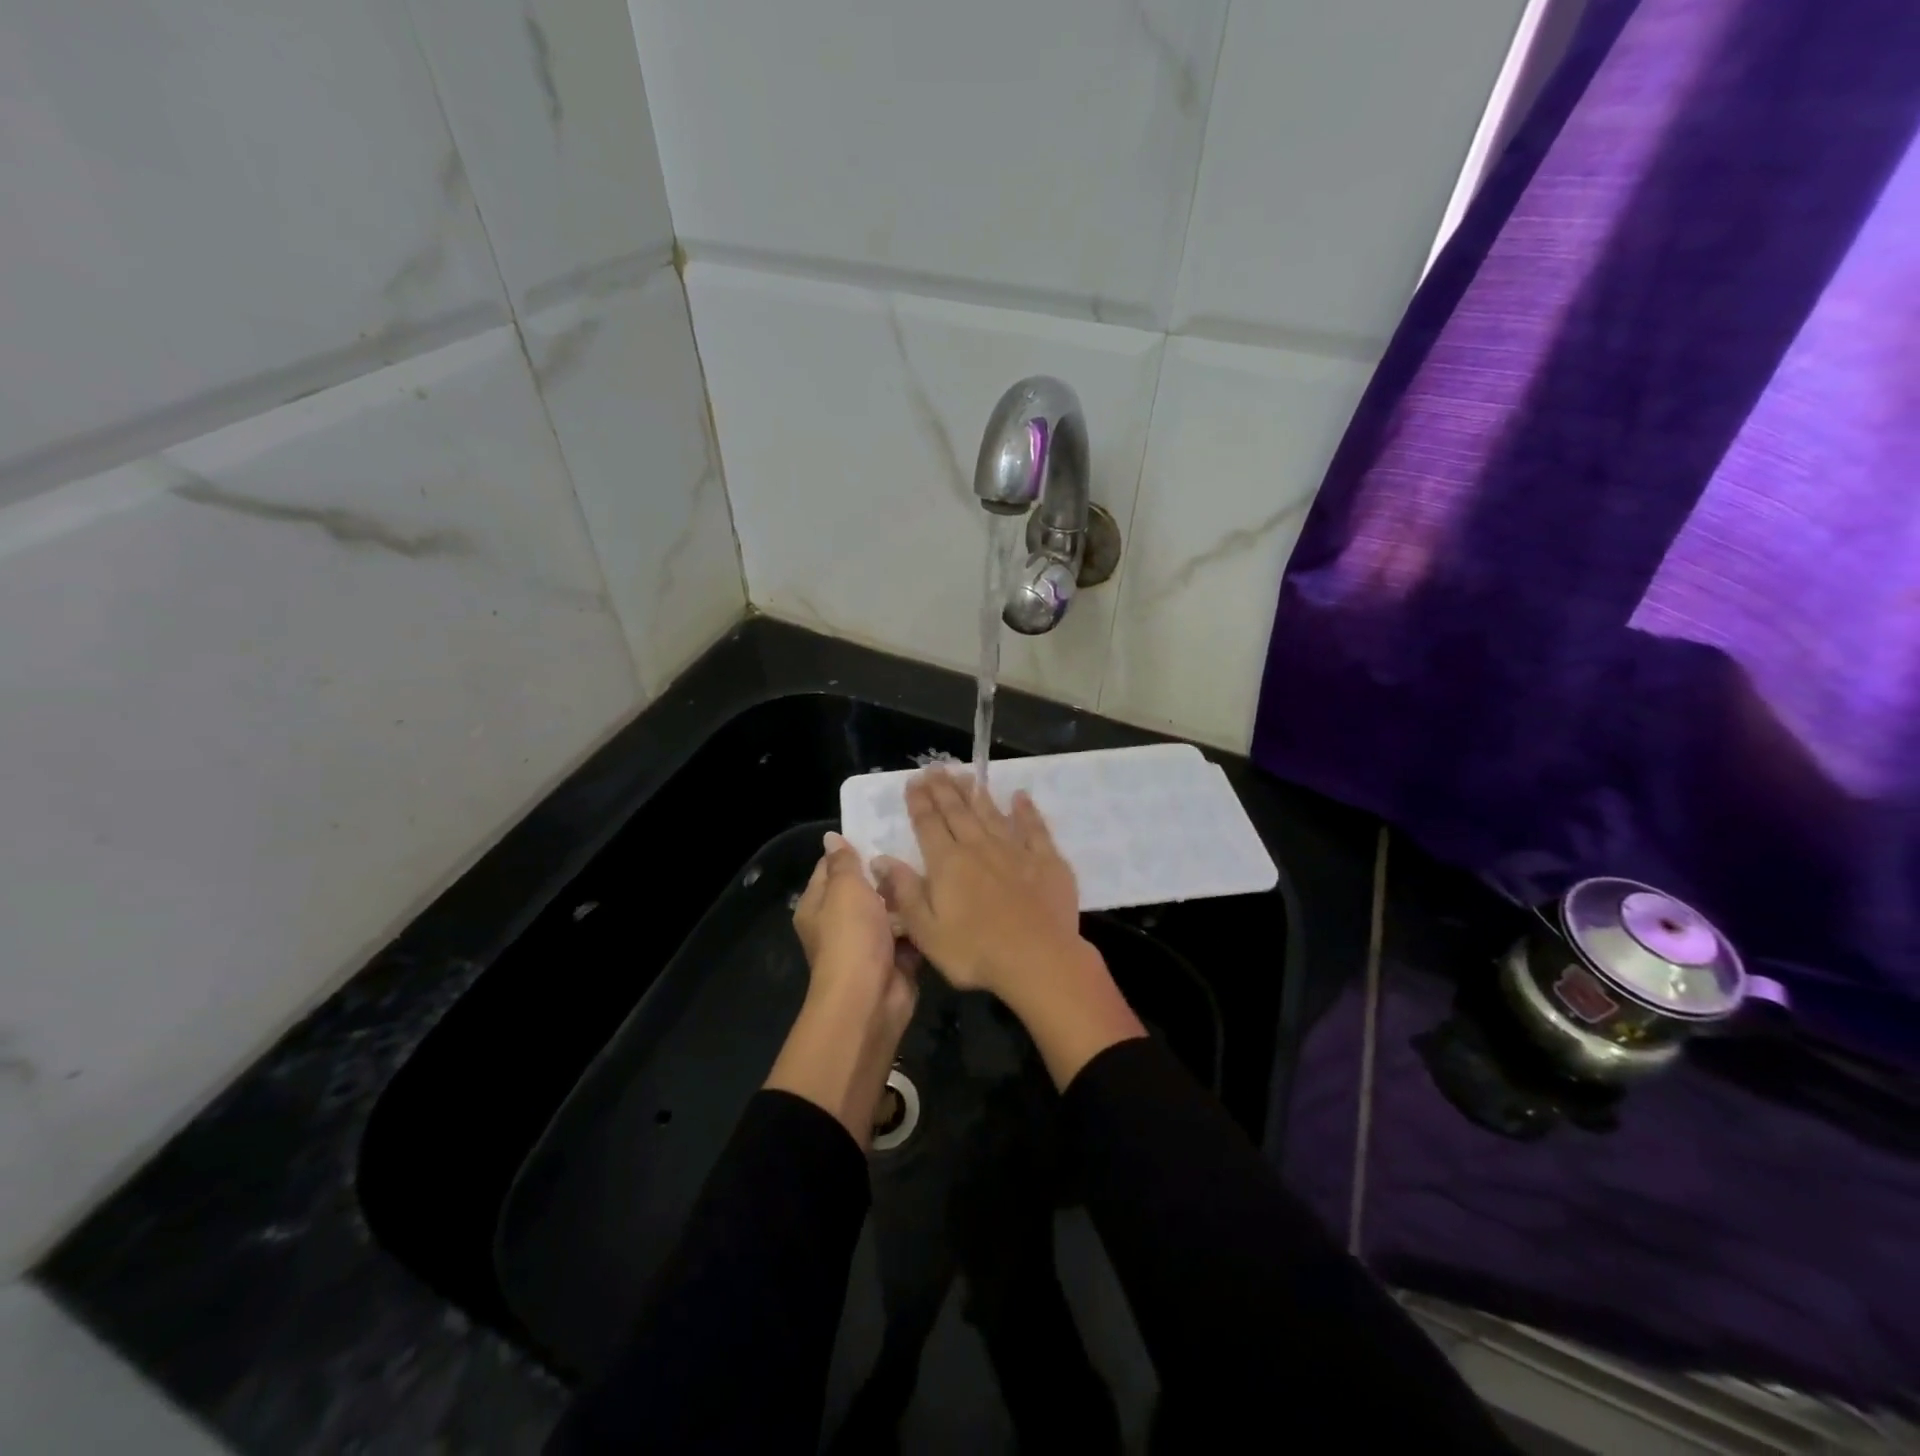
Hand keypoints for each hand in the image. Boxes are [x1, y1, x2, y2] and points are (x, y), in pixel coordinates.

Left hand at [792, 830, 918, 1033]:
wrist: (870, 998)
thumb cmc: (851, 936)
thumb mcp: (844, 889)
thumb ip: (843, 862)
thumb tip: (831, 838)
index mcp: (817, 906)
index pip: (830, 867)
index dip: (853, 848)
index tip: (882, 829)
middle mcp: (838, 924)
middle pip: (863, 888)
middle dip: (886, 871)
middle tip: (915, 845)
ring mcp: (868, 943)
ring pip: (890, 910)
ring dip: (906, 896)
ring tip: (933, 866)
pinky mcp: (894, 959)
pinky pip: (909, 932)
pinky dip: (920, 922)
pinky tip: (940, 899)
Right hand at [872, 768, 1079, 997]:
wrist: (1039, 960)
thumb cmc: (975, 952)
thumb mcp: (926, 931)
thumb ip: (904, 892)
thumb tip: (880, 859)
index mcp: (947, 864)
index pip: (928, 825)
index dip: (919, 802)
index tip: (913, 781)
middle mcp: (978, 848)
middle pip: (957, 812)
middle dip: (944, 790)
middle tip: (935, 768)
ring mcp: (1015, 851)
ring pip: (991, 814)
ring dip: (977, 794)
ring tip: (967, 775)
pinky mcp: (1046, 860)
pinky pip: (1034, 828)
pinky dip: (1025, 811)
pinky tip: (1020, 796)